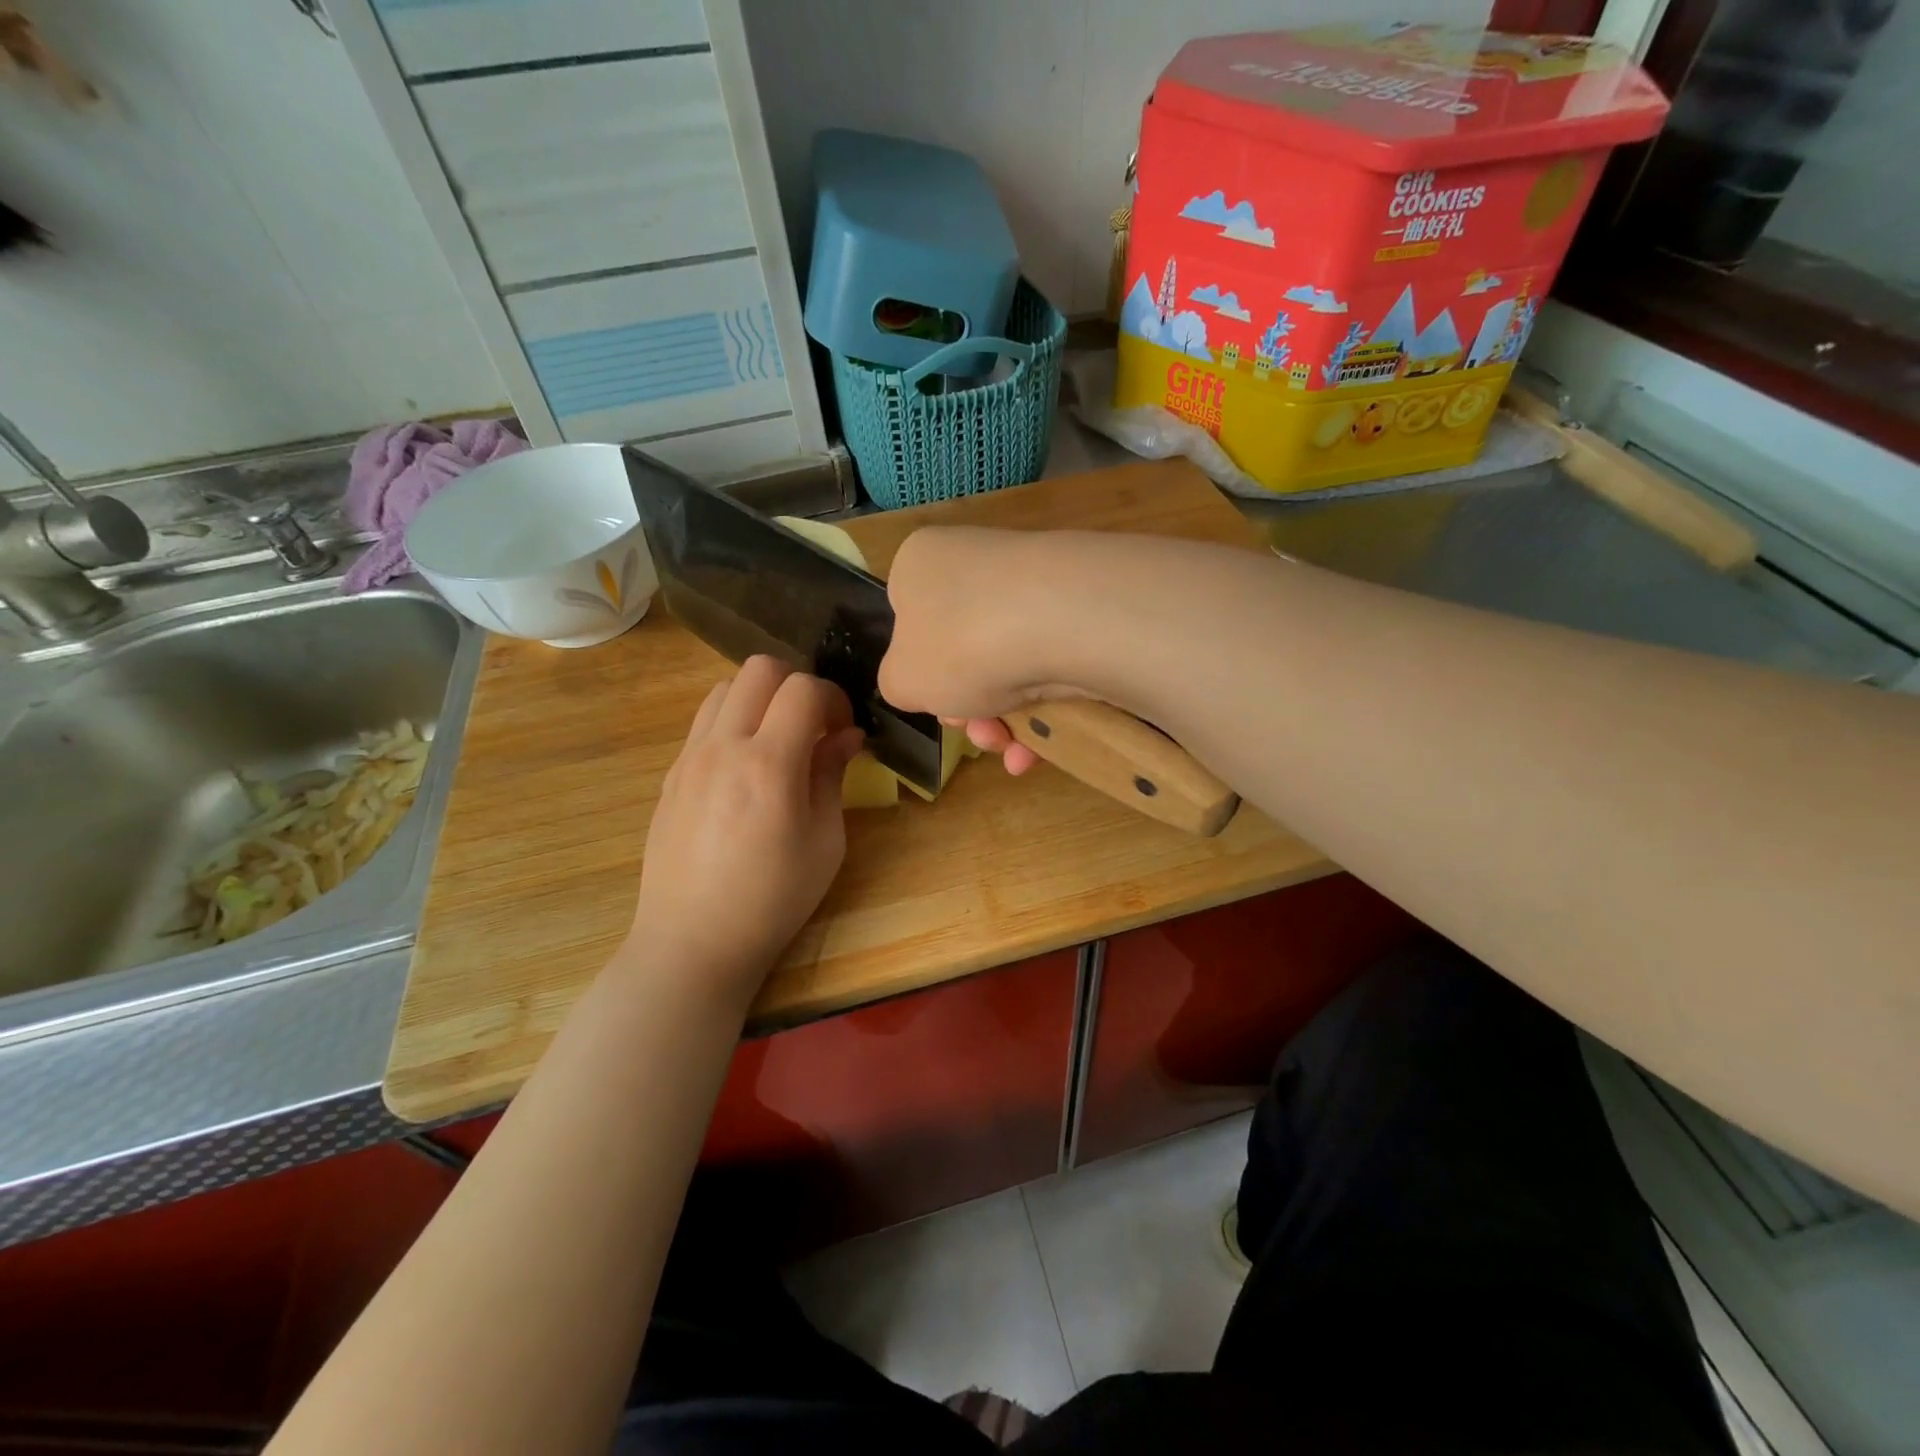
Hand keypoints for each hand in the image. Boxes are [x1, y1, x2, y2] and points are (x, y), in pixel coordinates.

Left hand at [625, 656, 864, 1007]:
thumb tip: (847, 735)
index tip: (844, 729)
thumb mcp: (824, 842)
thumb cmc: (773, 899)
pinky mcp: (671, 774)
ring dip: (760, 698)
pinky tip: (746, 767)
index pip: (803, 688)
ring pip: (725, 688)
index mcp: (768, 764)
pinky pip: (704, 722)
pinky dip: (733, 722)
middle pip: (759, 669)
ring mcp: (690, 757)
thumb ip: (832, 776)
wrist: (693, 940)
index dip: (834, 697)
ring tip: (778, 740)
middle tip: (813, 725)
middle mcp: (723, 747)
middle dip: (797, 684)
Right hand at [879, 527, 1089, 775]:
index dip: (919, 671)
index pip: (908, 618)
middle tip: (976, 732)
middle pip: (961, 651)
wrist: (1062, 622)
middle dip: (967, 707)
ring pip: (1006, 665)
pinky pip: (1049, 664)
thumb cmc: (960, 645)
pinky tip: (1039, 748)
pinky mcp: (1078, 608)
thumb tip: (921, 682)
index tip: (934, 704)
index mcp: (920, 565)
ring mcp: (1031, 582)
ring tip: (1010, 749)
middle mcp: (975, 562)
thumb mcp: (901, 681)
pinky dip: (1042, 710)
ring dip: (1003, 721)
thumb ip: (898, 685)